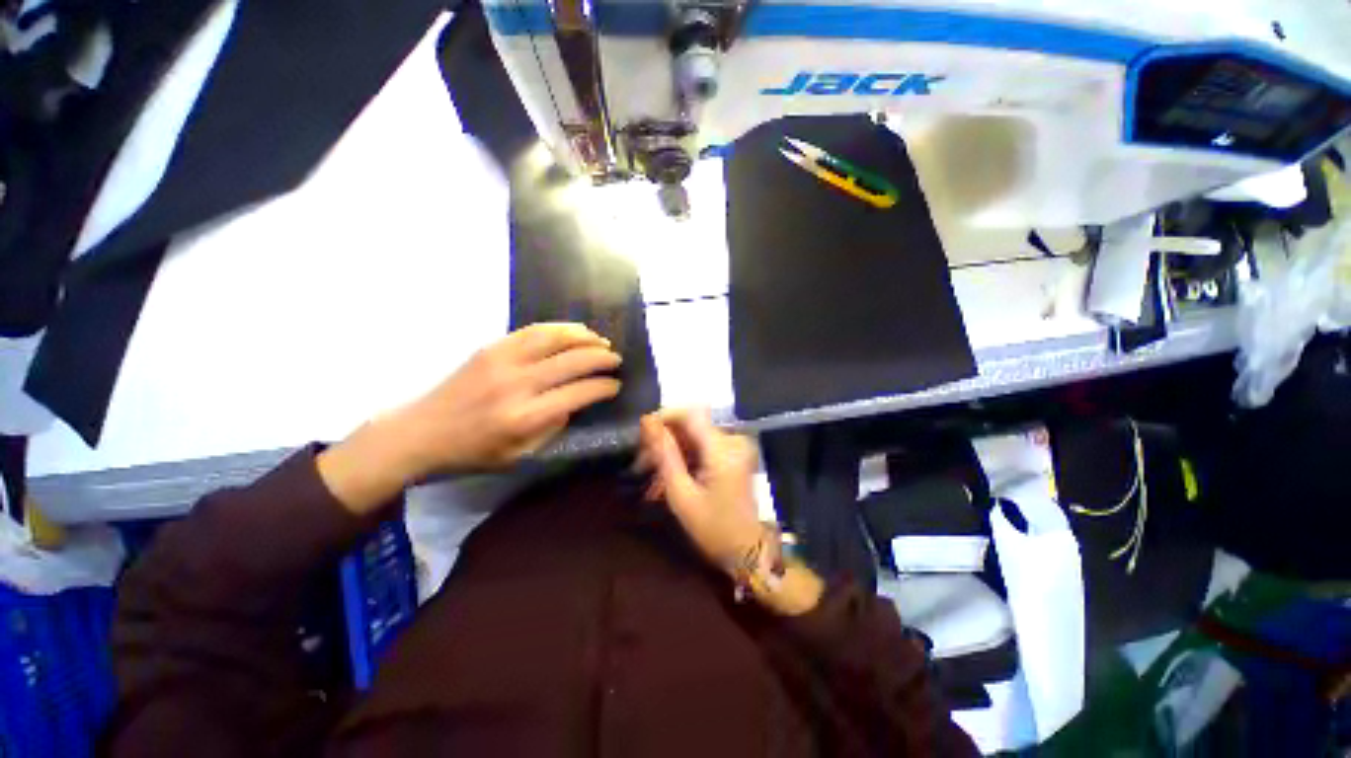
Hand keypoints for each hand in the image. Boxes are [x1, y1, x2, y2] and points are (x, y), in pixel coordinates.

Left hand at [392, 323, 621, 475]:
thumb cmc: (473, 451)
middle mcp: (518, 384)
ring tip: (601, 340)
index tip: (616, 385)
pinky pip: (533, 330)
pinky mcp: (491, 347)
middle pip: (573, 361)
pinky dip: (559, 328)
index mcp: (525, 417)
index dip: (604, 387)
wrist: (421, 432)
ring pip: (555, 338)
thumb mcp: (520, 454)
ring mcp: (503, 361)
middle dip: (602, 358)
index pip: (579, 393)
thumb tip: (575, 401)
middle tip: (616, 359)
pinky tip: (574, 331)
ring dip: (585, 337)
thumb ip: (553, 427)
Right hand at [637, 409, 763, 575]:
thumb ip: (665, 454)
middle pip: (691, 423)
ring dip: (671, 449)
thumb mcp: (681, 494)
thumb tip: (647, 422)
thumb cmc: (714, 529)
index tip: (642, 435)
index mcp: (722, 448)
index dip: (663, 417)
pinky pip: (703, 444)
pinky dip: (684, 456)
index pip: (689, 413)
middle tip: (642, 461)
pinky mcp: (734, 453)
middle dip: (664, 438)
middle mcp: (732, 439)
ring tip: (650, 473)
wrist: (749, 551)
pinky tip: (669, 475)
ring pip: (694, 434)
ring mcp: (735, 446)